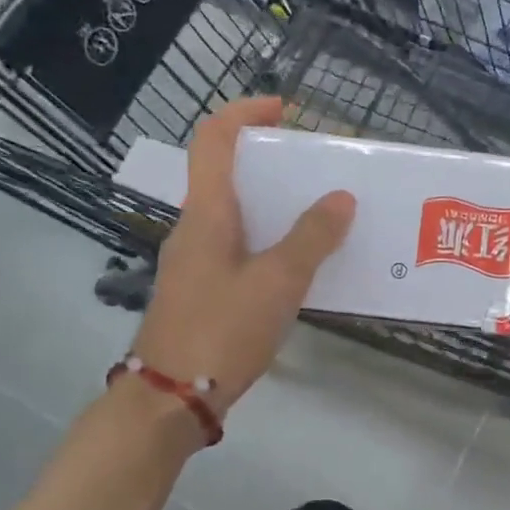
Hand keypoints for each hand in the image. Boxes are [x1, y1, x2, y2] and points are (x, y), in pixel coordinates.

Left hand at [131, 98, 355, 419]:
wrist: (169, 399)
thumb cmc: (220, 330)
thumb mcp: (277, 282)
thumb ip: (311, 238)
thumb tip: (340, 198)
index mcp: (206, 213)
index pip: (213, 139)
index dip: (245, 113)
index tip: (285, 110)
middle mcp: (196, 228)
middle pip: (228, 174)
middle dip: (272, 163)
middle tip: (319, 170)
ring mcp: (196, 261)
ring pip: (238, 214)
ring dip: (276, 205)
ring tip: (323, 214)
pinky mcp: (205, 290)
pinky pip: (241, 247)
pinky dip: (272, 241)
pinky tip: (304, 264)